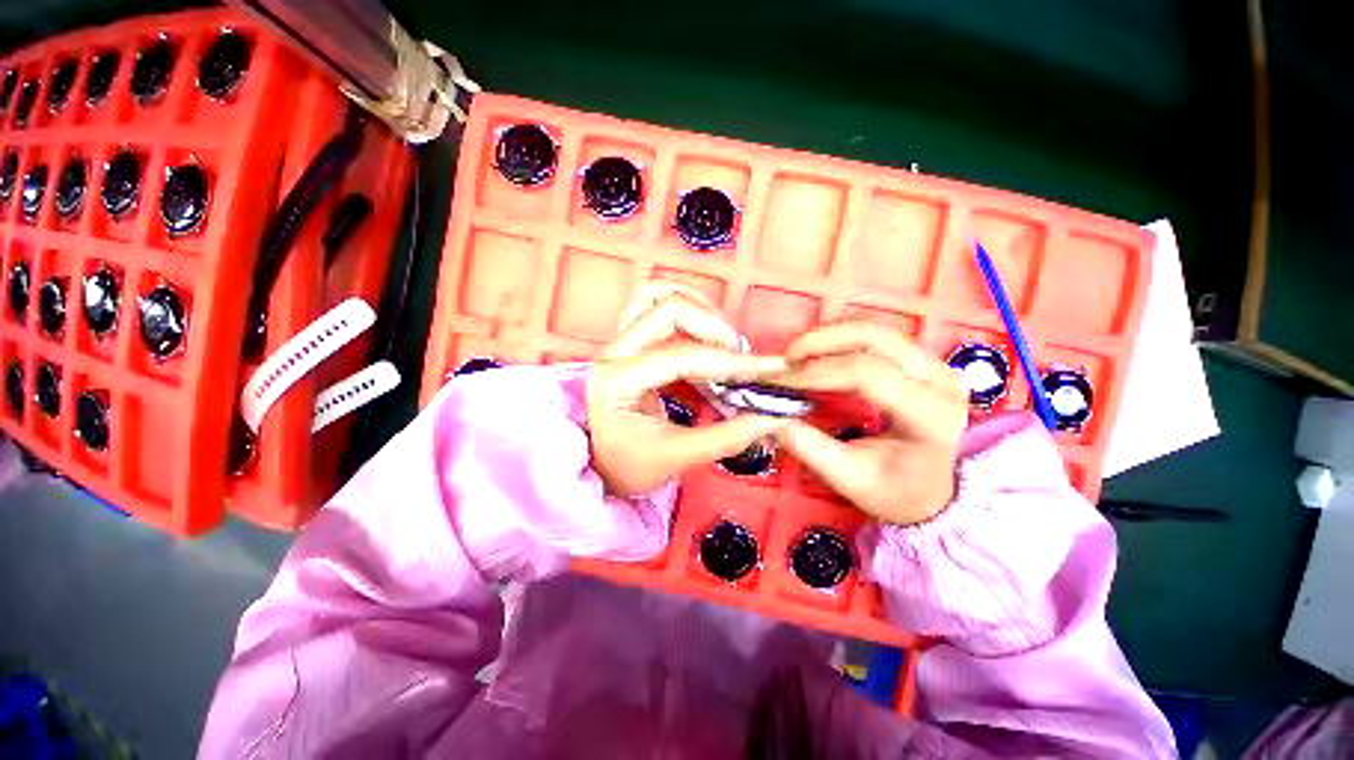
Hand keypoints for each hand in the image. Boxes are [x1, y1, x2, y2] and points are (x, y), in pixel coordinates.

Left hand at [588, 286, 787, 496]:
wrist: (604, 465)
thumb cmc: (631, 465)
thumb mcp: (676, 457)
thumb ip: (726, 437)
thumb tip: (774, 418)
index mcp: (618, 382)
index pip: (680, 358)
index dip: (729, 361)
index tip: (769, 367)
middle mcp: (613, 352)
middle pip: (667, 310)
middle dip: (713, 328)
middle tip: (740, 357)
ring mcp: (618, 341)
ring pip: (656, 295)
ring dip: (698, 307)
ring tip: (724, 338)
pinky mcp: (628, 340)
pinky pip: (652, 301)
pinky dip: (684, 304)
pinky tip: (705, 325)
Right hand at [771, 322, 967, 525]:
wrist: (933, 488)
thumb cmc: (896, 490)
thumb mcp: (850, 479)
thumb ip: (810, 449)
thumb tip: (772, 419)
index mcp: (930, 414)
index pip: (869, 374)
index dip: (818, 372)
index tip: (782, 381)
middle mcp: (938, 378)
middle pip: (874, 336)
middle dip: (820, 340)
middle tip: (785, 359)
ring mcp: (931, 362)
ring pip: (873, 326)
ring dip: (826, 334)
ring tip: (794, 355)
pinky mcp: (918, 358)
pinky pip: (873, 333)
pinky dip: (837, 336)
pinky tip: (815, 352)